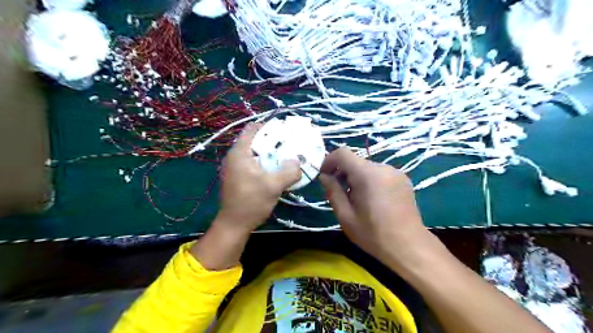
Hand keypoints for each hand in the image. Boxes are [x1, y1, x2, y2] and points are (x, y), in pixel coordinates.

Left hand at [217, 124, 301, 231]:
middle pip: (255, 140)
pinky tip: (276, 171)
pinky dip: (265, 163)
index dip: (269, 127)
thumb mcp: (274, 186)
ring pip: (255, 153)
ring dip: (270, 154)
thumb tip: (297, 161)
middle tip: (289, 145)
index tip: (285, 132)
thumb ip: (289, 171)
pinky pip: (253, 163)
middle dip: (272, 141)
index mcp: (239, 153)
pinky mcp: (238, 177)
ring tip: (286, 157)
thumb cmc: (251, 202)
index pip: (252, 129)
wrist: (234, 225)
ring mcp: (235, 167)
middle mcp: (235, 157)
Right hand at [320, 149, 431, 265]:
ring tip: (357, 200)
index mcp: (367, 174)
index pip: (342, 153)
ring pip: (367, 168)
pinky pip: (379, 174)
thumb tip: (324, 176)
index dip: (329, 161)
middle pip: (355, 161)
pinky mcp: (403, 179)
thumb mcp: (345, 216)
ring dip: (357, 178)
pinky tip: (373, 200)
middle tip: (340, 195)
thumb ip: (332, 191)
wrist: (409, 247)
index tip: (324, 177)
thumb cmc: (373, 234)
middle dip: (343, 173)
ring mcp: (395, 172)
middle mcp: (383, 167)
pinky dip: (370, 181)